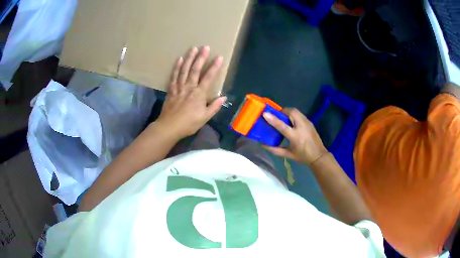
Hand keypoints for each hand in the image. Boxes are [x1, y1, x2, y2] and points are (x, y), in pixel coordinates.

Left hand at [156, 46, 226, 138]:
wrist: (169, 127)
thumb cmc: (188, 123)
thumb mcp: (205, 118)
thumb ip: (214, 107)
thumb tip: (223, 97)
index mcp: (199, 94)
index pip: (208, 77)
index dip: (214, 67)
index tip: (219, 57)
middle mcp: (189, 87)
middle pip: (195, 70)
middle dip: (201, 58)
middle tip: (205, 47)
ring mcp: (179, 87)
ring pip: (184, 70)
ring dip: (189, 58)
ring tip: (193, 49)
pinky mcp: (171, 90)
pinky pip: (174, 76)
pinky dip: (176, 67)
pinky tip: (179, 59)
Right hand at [263, 108, 327, 164]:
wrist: (318, 156)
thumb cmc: (302, 156)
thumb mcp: (288, 154)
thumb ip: (275, 150)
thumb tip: (263, 145)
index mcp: (295, 136)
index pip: (282, 125)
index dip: (273, 119)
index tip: (265, 114)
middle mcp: (301, 127)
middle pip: (291, 112)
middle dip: (282, 112)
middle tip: (276, 116)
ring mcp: (307, 123)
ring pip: (295, 111)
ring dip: (287, 112)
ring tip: (283, 118)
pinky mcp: (309, 122)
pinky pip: (299, 114)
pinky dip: (293, 115)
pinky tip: (291, 122)